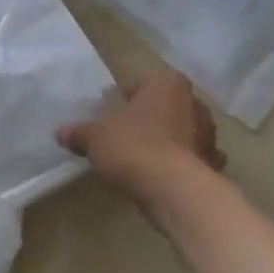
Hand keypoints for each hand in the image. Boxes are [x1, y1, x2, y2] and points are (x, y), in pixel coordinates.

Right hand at [58, 70, 223, 207]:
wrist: (174, 189)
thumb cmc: (133, 147)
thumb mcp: (94, 137)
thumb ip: (78, 132)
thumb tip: (60, 131)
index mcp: (167, 83)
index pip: (139, 85)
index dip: (121, 101)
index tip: (108, 118)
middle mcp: (194, 102)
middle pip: (162, 107)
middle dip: (146, 120)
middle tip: (121, 138)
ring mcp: (209, 133)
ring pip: (179, 132)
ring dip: (164, 142)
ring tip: (140, 160)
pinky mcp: (213, 163)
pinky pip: (190, 159)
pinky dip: (179, 164)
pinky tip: (161, 177)